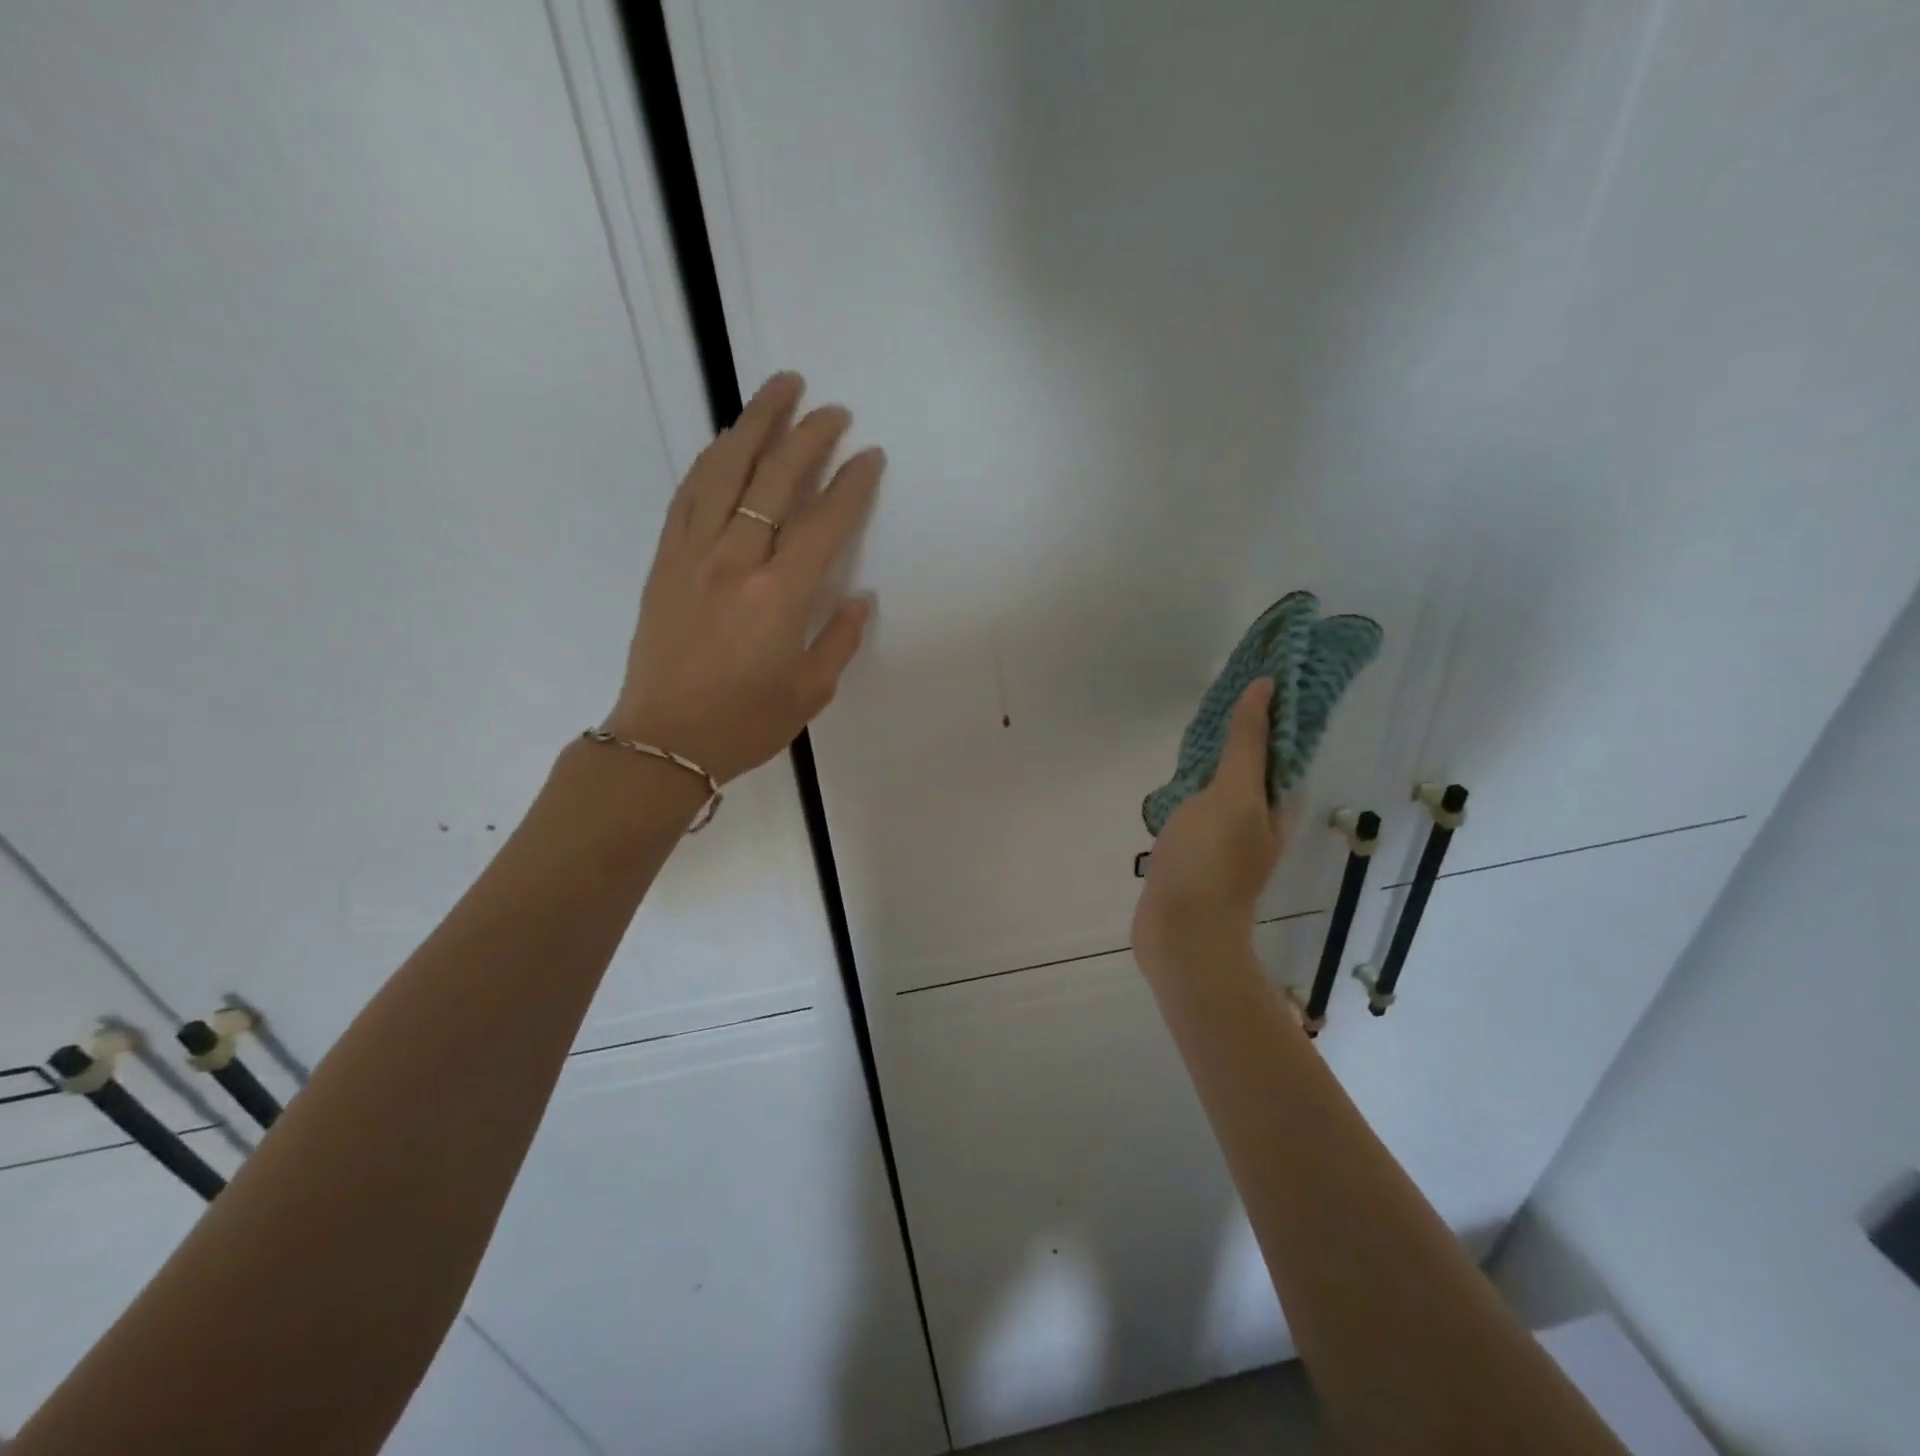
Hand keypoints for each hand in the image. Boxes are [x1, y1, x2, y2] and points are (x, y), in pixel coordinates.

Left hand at [604, 372, 880, 782]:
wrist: (664, 740)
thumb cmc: (745, 723)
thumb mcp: (811, 692)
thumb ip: (839, 638)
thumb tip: (859, 595)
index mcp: (779, 595)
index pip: (824, 522)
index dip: (852, 484)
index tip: (870, 456)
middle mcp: (736, 561)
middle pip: (775, 479)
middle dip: (809, 436)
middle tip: (833, 410)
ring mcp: (693, 554)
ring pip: (725, 470)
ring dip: (755, 423)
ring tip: (779, 387)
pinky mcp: (665, 559)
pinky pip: (689, 493)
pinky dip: (712, 459)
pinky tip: (728, 441)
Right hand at [1133, 678, 1287, 973]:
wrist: (1181, 934)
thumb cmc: (1210, 861)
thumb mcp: (1233, 795)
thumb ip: (1247, 744)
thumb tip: (1267, 687)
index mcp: (1275, 806)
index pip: (1282, 747)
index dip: (1273, 712)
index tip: (1256, 676)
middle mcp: (1257, 821)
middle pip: (1253, 766)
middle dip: (1240, 733)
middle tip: (1215, 698)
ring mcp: (1224, 840)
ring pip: (1222, 789)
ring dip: (1212, 762)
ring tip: (1192, 730)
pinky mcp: (1194, 855)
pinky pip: (1196, 810)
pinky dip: (1189, 790)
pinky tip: (1171, 782)